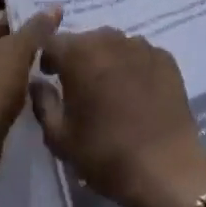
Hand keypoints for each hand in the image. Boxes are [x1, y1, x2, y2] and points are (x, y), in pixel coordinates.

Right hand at [28, 28, 205, 206]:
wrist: (165, 166)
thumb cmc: (105, 154)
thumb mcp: (60, 137)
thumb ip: (43, 102)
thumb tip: (39, 82)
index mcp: (80, 55)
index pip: (53, 41)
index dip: (48, 57)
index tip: (50, 76)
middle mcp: (112, 40)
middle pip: (87, 39)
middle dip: (78, 57)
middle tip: (79, 85)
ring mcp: (143, 47)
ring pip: (116, 44)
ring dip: (107, 59)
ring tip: (110, 88)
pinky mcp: (166, 58)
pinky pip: (140, 54)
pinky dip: (133, 66)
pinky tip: (137, 92)